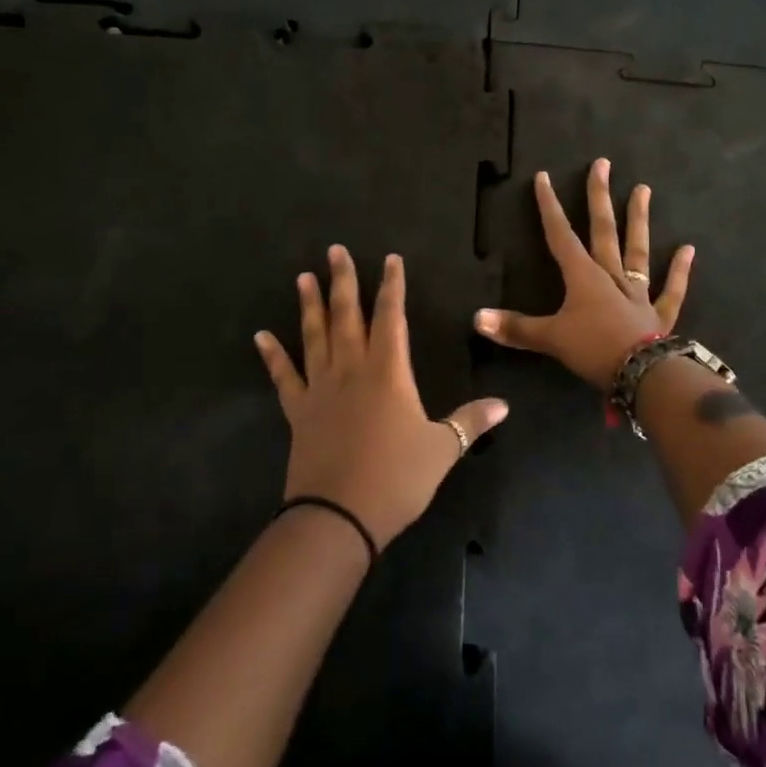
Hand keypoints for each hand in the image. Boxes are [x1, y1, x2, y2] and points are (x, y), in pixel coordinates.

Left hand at [255, 246, 507, 547]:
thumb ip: (471, 421)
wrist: (339, 515)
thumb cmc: (396, 478)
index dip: (392, 285)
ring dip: (309, 305)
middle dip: (343, 281)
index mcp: (388, 372)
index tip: (390, 258)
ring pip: (314, 336)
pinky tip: (261, 336)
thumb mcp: (442, 449)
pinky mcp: (299, 411)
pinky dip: (272, 355)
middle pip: (347, 315)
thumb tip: (504, 405)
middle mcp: (351, 369)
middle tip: (334, 250)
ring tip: (303, 277)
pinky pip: (283, 376)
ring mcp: (320, 388)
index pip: (391, 316)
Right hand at [474, 159, 694, 388]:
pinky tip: (687, 249)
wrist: (643, 374)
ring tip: (644, 189)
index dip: (549, 207)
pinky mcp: (659, 314)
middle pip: (603, 230)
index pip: (560, 235)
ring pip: (637, 250)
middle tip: (603, 164)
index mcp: (583, 276)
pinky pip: (670, 289)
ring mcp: (637, 293)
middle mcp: (610, 276)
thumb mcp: (549, 339)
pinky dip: (679, 271)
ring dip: (639, 220)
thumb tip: (476, 318)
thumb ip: (515, 328)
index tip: (544, 177)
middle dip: (599, 197)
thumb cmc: (593, 349)